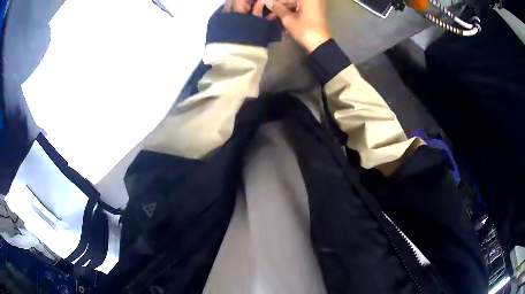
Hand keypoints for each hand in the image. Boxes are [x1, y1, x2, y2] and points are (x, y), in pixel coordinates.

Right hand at [265, 0, 330, 52]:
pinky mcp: (315, 13)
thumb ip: (277, 8)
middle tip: (269, 14)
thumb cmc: (304, 29)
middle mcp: (312, 0)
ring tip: (273, 20)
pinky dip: (292, 15)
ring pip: (295, 6)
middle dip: (280, 7)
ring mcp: (315, 6)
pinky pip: (301, 10)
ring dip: (284, 12)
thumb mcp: (287, 18)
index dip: (276, 2)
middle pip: (292, 1)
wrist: (320, 44)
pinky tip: (283, 22)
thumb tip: (267, 1)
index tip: (266, 5)